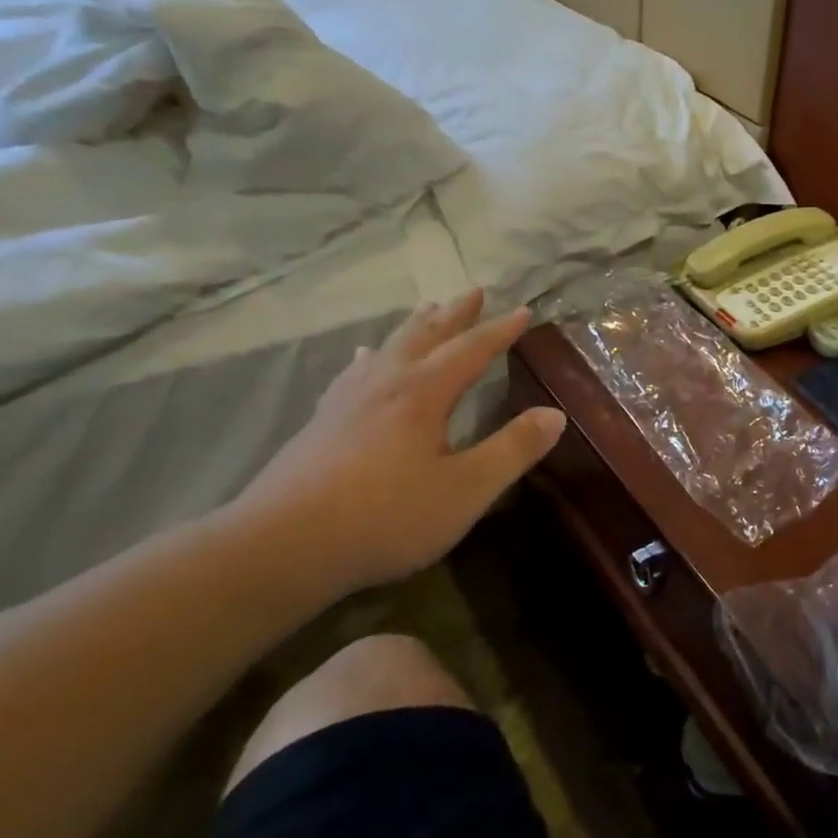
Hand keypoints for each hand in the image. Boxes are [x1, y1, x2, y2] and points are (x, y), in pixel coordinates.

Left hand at [231, 290, 565, 599]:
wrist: (282, 546)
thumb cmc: (385, 517)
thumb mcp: (466, 490)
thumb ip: (513, 450)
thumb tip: (555, 414)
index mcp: (423, 394)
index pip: (471, 350)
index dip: (500, 331)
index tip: (524, 311)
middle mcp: (386, 384)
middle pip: (426, 336)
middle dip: (455, 315)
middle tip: (474, 291)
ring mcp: (348, 401)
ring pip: (389, 348)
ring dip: (415, 327)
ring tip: (427, 309)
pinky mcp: (322, 422)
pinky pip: (353, 373)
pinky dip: (369, 357)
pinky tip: (363, 358)